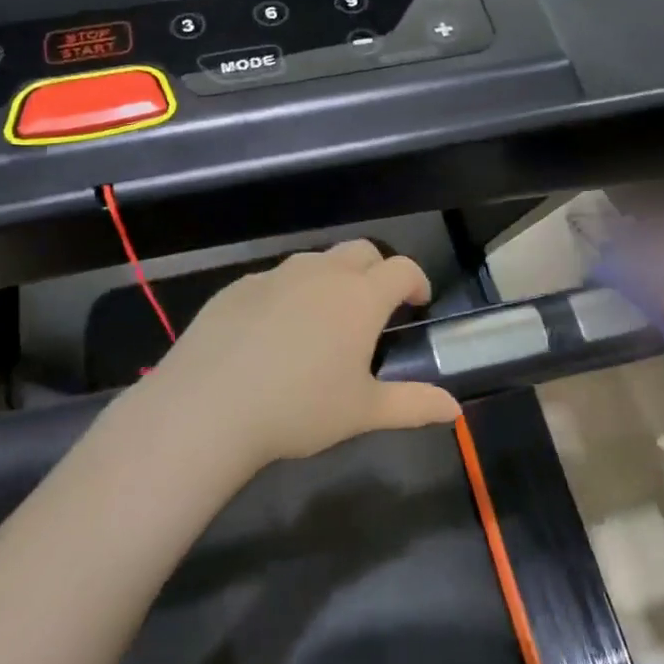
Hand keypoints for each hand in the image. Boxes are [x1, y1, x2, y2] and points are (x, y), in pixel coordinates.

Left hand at [137, 240, 461, 470]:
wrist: (207, 408)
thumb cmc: (299, 409)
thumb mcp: (363, 412)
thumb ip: (415, 405)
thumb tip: (455, 410)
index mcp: (359, 298)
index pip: (402, 269)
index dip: (416, 281)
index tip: (417, 303)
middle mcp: (321, 274)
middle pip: (361, 251)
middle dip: (377, 271)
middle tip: (374, 310)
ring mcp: (275, 276)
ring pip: (317, 261)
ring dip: (333, 279)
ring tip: (325, 321)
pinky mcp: (237, 287)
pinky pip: (275, 280)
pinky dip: (290, 294)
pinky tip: (275, 333)